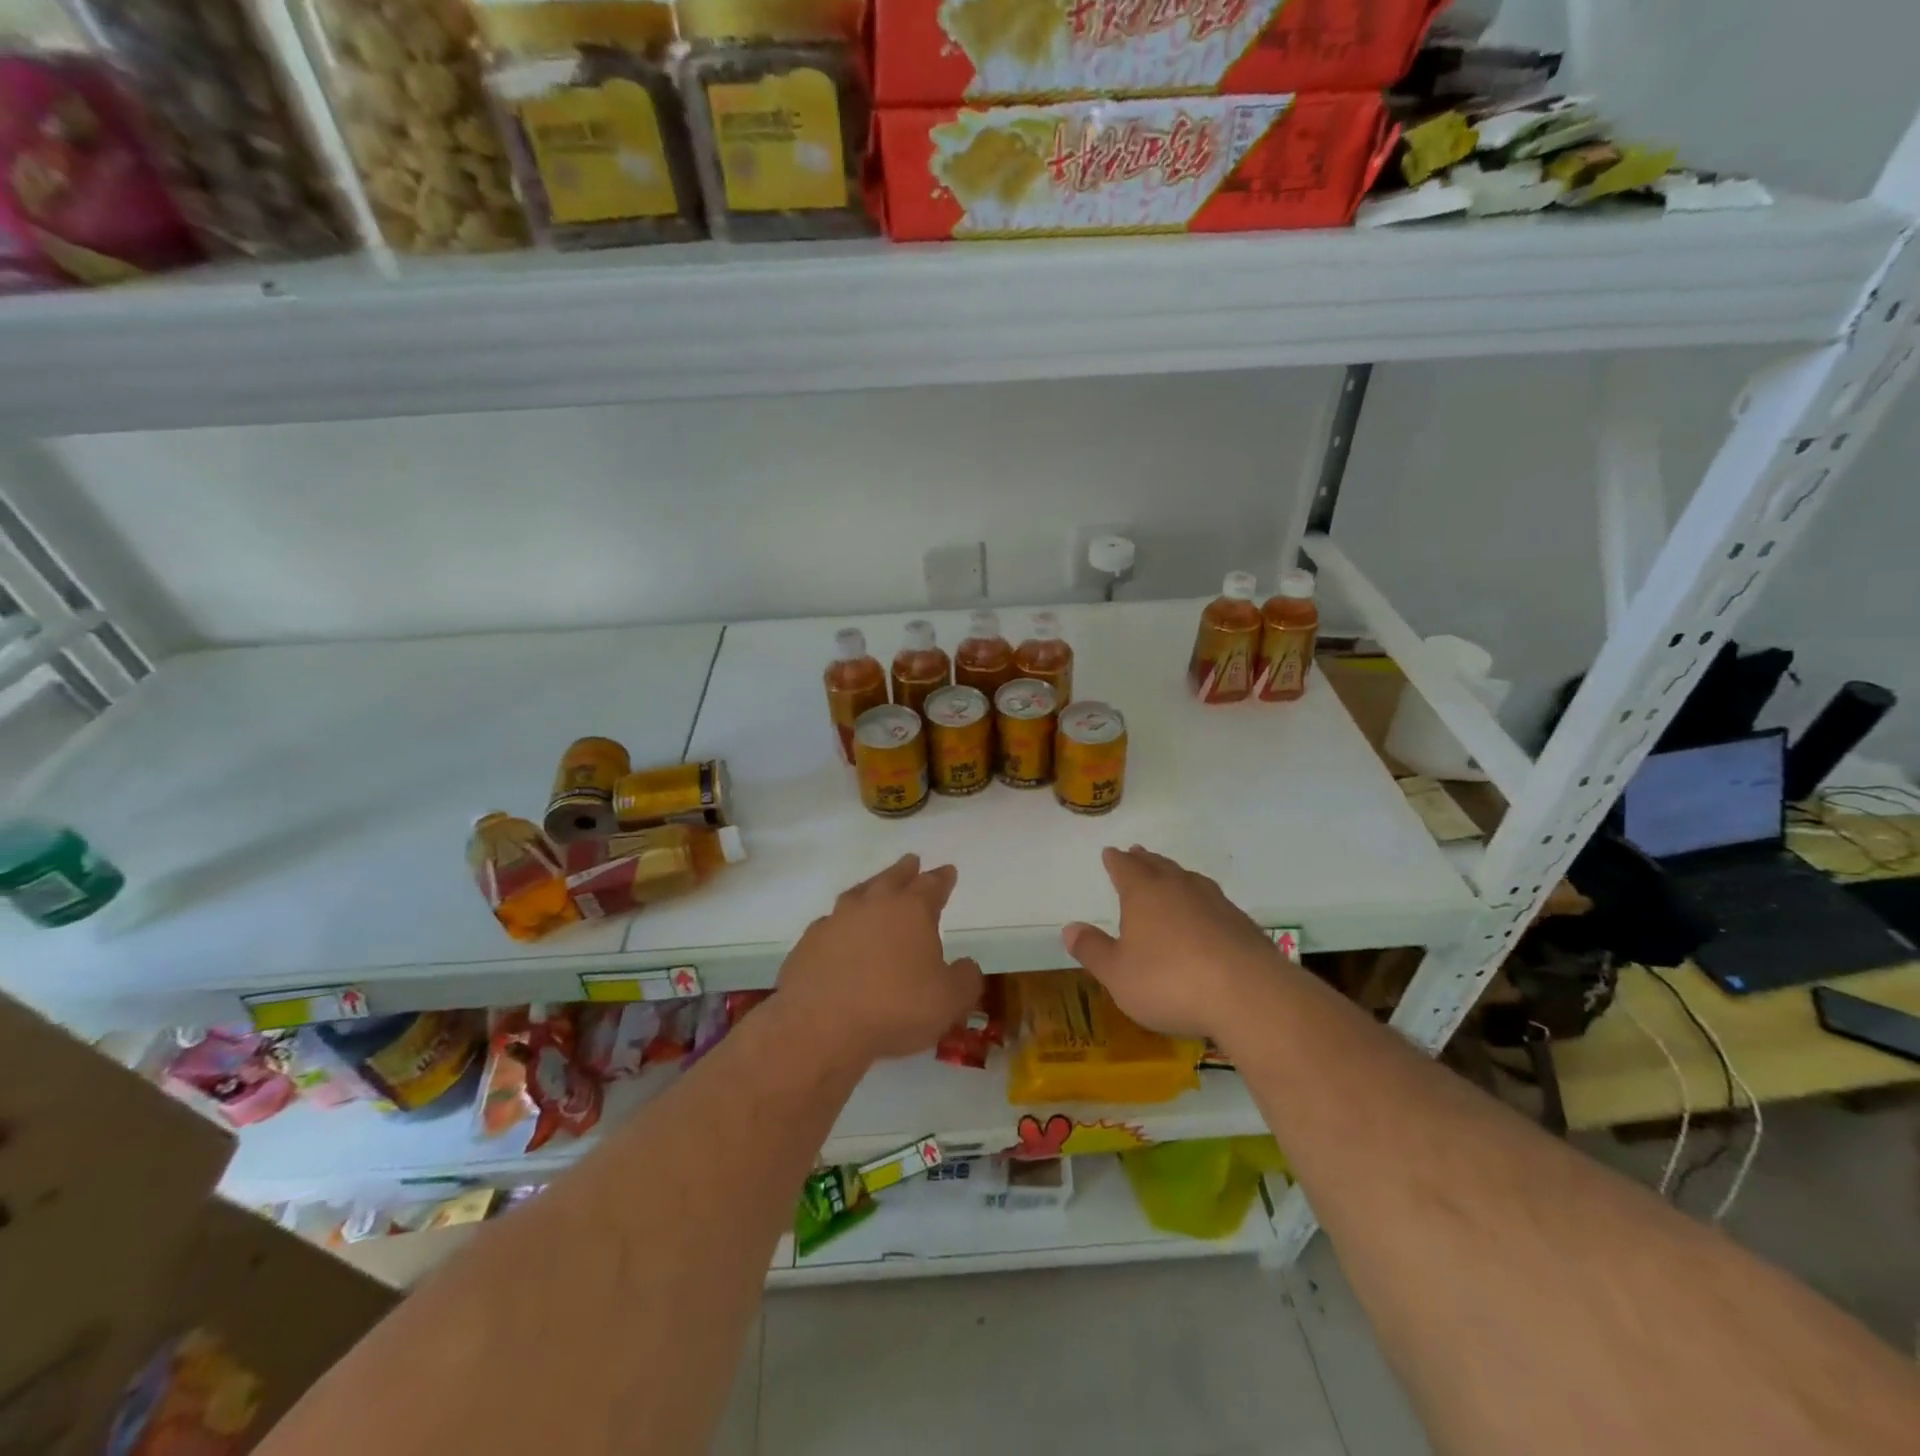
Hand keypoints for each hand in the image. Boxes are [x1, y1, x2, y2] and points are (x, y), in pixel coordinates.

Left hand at [777, 854, 982, 1063]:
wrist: (821, 1027)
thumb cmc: (896, 1009)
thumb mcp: (951, 1001)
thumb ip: (965, 979)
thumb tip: (966, 965)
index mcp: (911, 910)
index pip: (932, 885)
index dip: (942, 878)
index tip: (948, 871)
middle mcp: (872, 905)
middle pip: (892, 878)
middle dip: (905, 870)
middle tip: (912, 861)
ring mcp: (835, 921)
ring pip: (857, 894)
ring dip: (870, 889)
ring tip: (874, 889)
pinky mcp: (808, 943)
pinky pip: (829, 925)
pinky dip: (840, 925)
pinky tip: (840, 934)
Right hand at [1063, 846, 1283, 1040]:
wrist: (1248, 995)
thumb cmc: (1170, 981)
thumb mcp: (1118, 974)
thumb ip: (1093, 950)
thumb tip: (1069, 927)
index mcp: (1144, 893)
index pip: (1125, 868)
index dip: (1116, 861)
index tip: (1111, 852)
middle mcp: (1179, 888)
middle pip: (1159, 866)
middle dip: (1145, 861)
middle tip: (1138, 853)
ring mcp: (1215, 903)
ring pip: (1190, 880)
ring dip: (1176, 875)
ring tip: (1171, 875)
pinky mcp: (1242, 925)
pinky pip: (1214, 902)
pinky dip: (1202, 902)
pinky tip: (1205, 915)